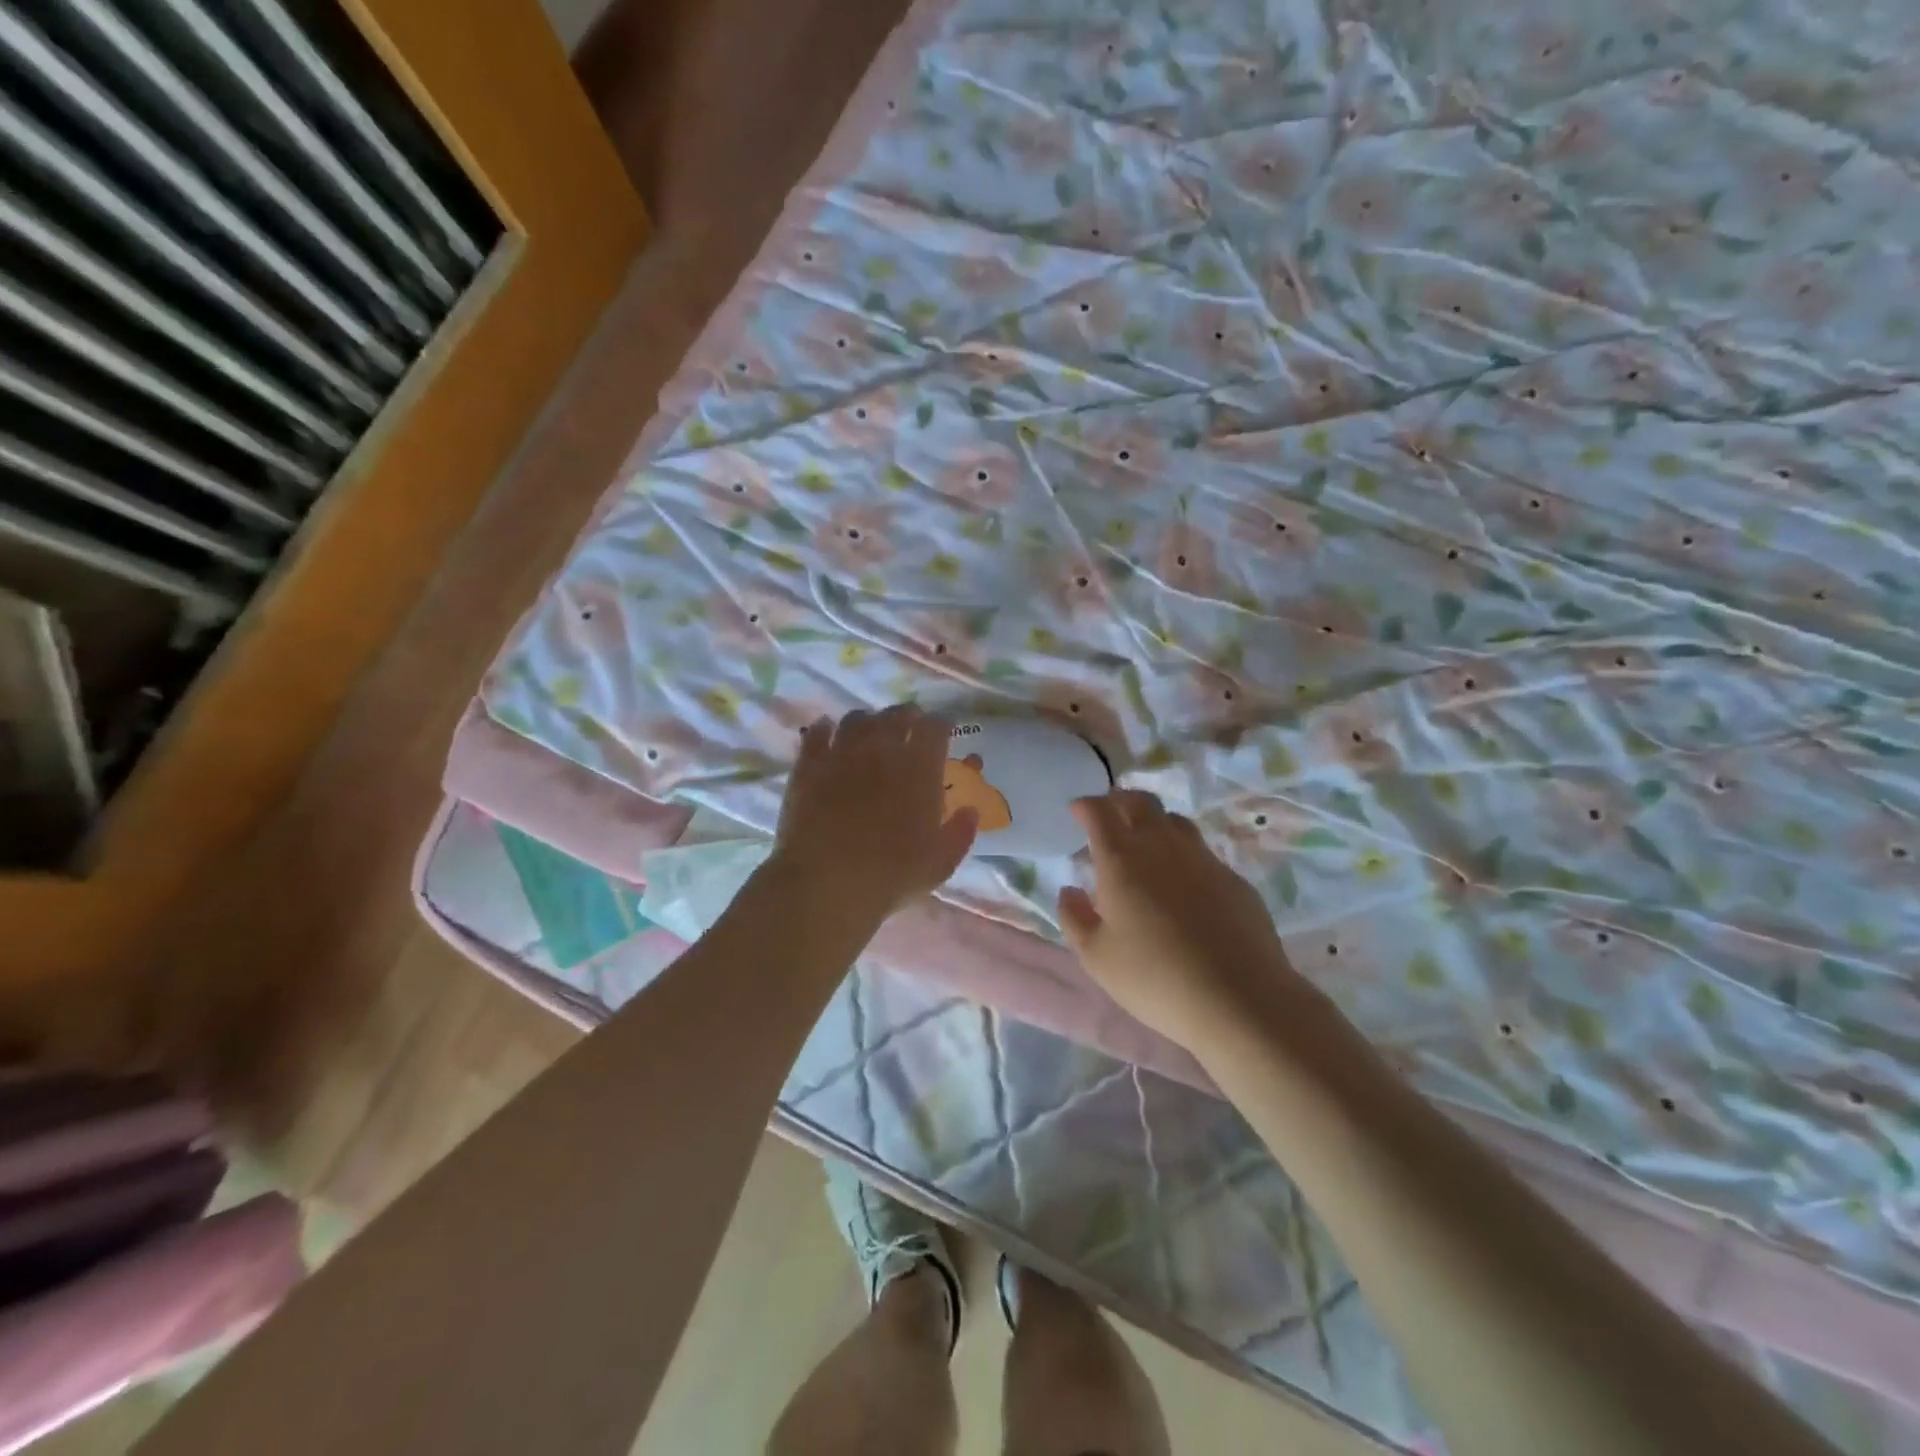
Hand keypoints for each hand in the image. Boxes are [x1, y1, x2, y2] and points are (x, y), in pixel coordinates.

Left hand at [769, 706, 977, 924]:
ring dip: (869, 719)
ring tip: (871, 727)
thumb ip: (960, 833)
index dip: (942, 724)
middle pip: (897, 716)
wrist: (827, 881)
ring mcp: (842, 753)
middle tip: (910, 723)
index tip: (945, 728)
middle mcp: (882, 749)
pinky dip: (825, 728)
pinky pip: (817, 734)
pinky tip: (826, 729)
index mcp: (920, 768)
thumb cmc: (892, 874)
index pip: (935, 728)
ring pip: (857, 719)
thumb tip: (970, 810)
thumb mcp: (941, 863)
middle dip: (907, 715)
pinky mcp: (808, 766)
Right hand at [1057, 790, 1306, 1051]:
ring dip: (1154, 822)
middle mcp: (1162, 847)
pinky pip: (1202, 853)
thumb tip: (1070, 890)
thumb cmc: (1155, 978)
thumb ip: (1074, 918)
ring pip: (1175, 822)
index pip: (1100, 811)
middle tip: (1110, 814)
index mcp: (1121, 859)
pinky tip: (1183, 884)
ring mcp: (1203, 860)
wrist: (1239, 999)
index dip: (1085, 805)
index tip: (1077, 811)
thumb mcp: (1096, 958)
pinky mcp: (1234, 880)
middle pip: (1141, 803)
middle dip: (1120, 800)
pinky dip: (1183, 855)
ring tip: (1145, 842)